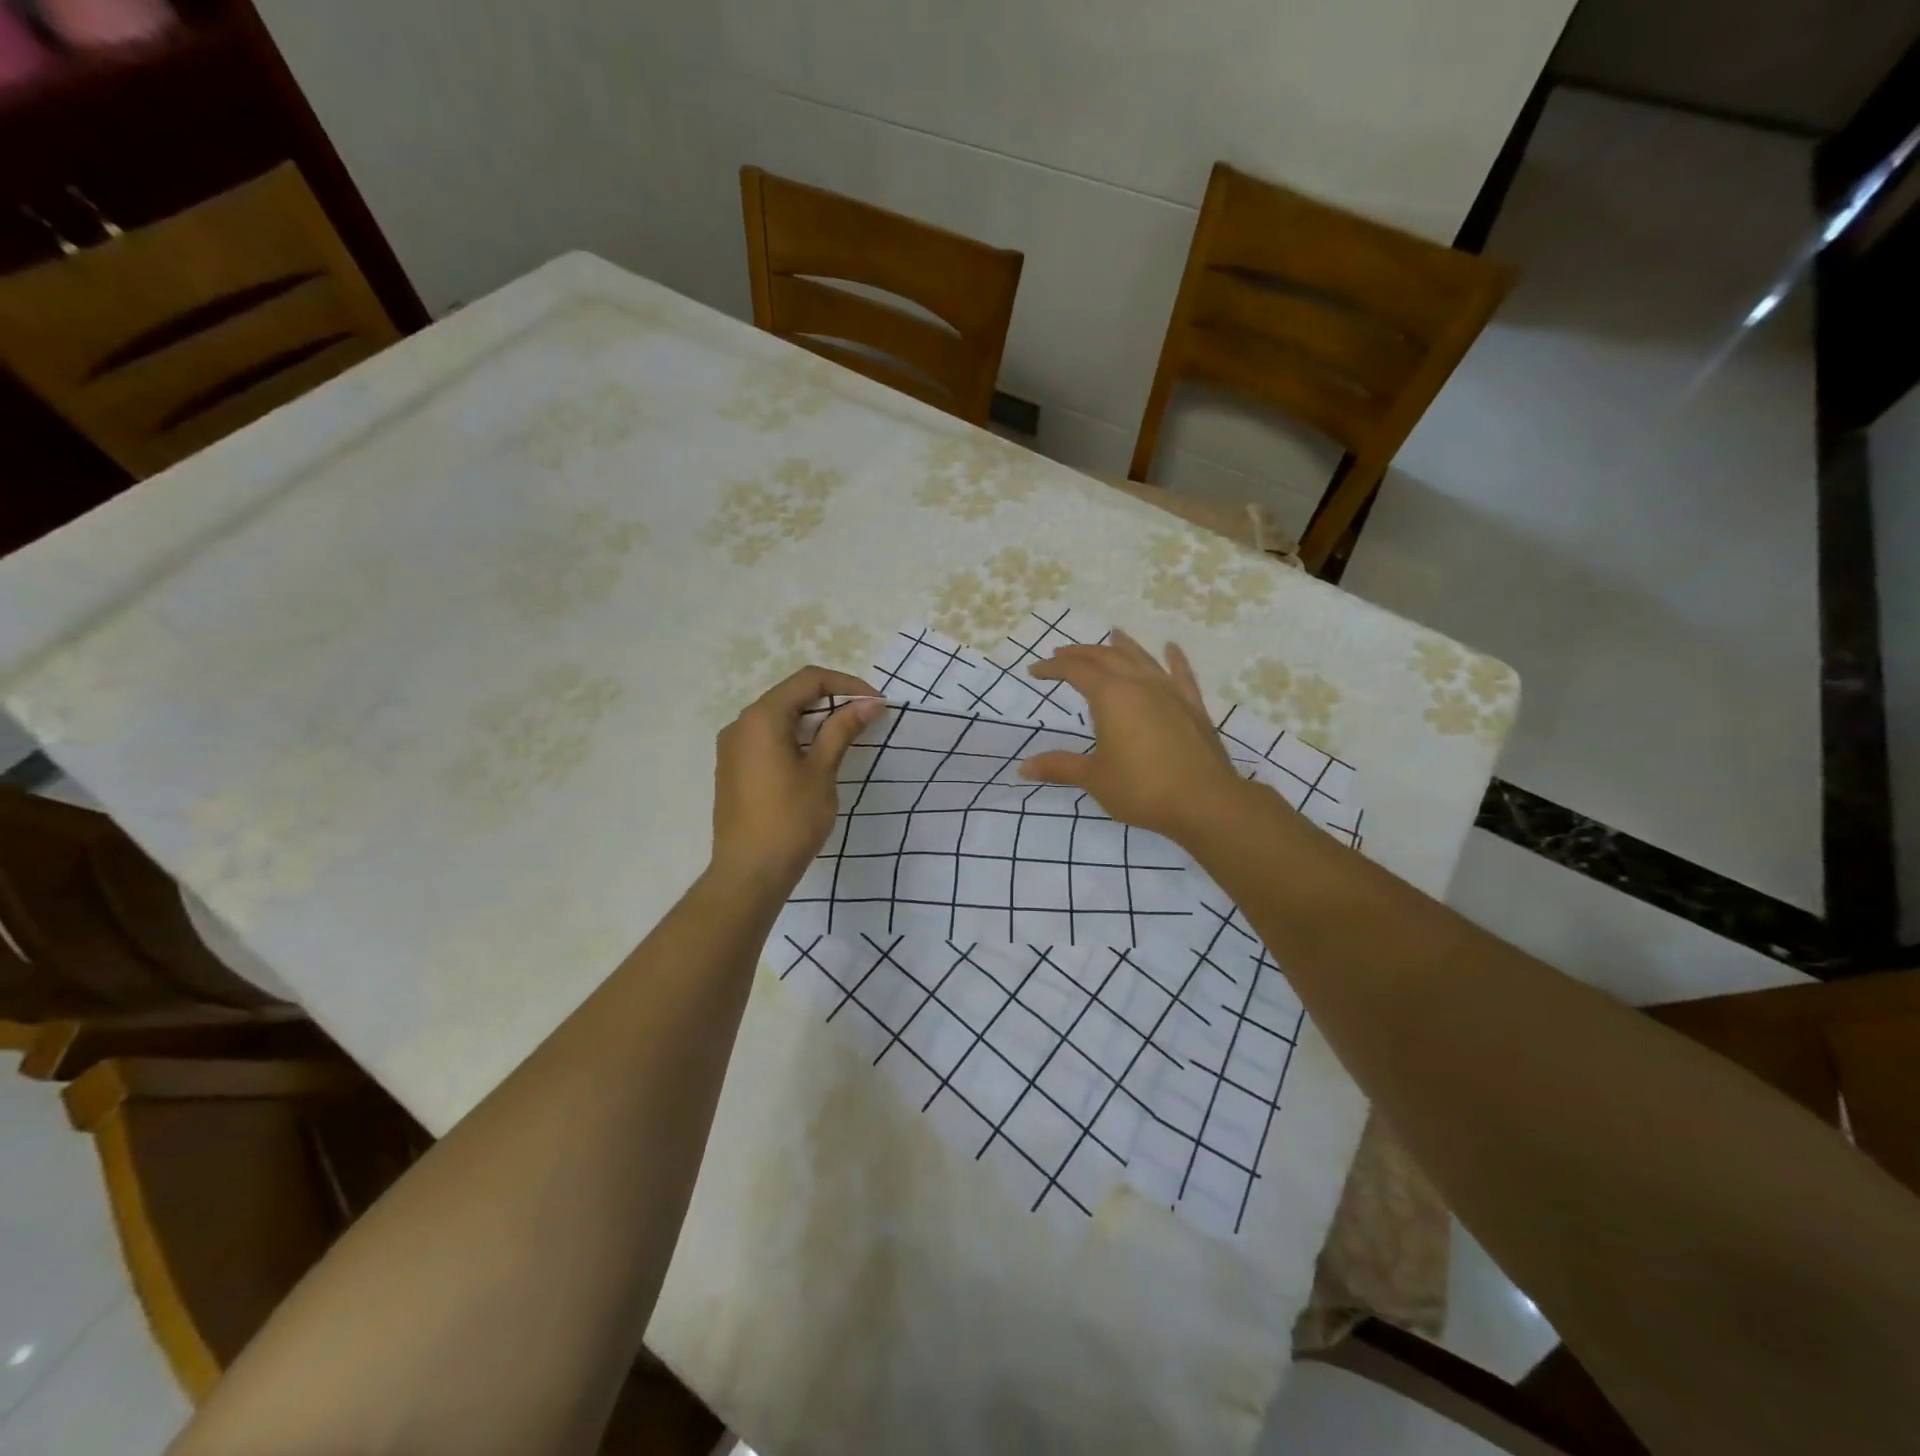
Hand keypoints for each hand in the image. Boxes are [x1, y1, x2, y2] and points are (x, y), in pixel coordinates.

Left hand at [711, 666, 885, 893]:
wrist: (749, 872)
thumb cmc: (790, 820)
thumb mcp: (821, 771)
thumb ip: (842, 730)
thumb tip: (870, 704)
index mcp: (762, 717)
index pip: (808, 680)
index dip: (847, 685)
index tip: (877, 704)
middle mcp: (741, 724)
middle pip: (792, 695)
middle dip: (832, 700)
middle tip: (866, 718)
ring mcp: (733, 747)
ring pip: (780, 717)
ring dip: (815, 719)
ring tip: (847, 735)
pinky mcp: (734, 767)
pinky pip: (768, 737)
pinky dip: (796, 737)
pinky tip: (816, 755)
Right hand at [1019, 631, 1250, 843]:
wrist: (1205, 801)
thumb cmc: (1142, 788)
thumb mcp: (1094, 778)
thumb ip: (1060, 767)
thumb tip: (1023, 767)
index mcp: (1111, 696)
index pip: (1076, 671)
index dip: (1053, 668)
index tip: (1035, 670)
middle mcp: (1139, 684)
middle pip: (1107, 657)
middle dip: (1081, 653)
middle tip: (1062, 653)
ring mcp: (1170, 692)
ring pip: (1142, 658)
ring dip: (1123, 646)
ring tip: (1112, 635)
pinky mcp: (1193, 706)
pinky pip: (1181, 674)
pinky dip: (1174, 659)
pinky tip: (1170, 648)